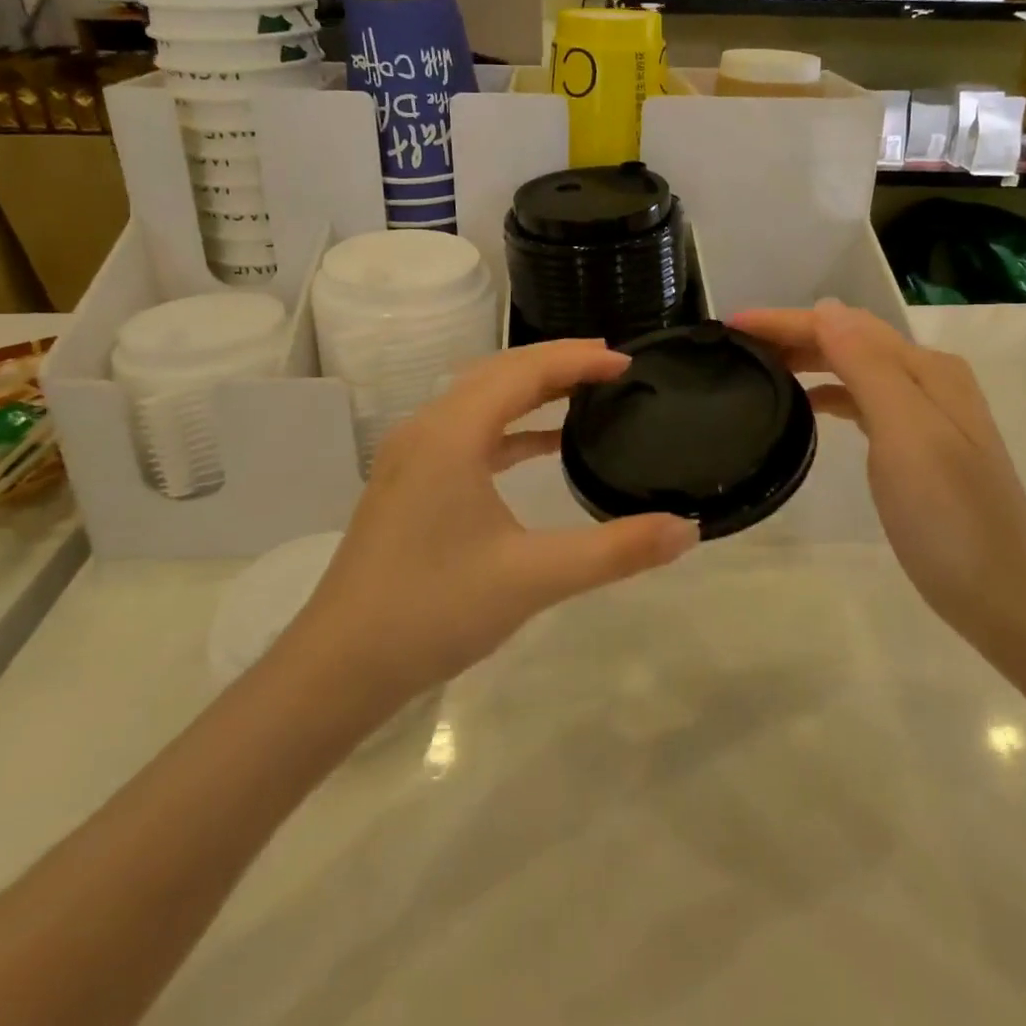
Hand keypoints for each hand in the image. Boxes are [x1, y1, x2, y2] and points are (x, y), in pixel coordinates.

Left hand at [282, 339, 700, 707]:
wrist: (339, 666)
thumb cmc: (434, 610)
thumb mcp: (533, 578)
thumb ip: (614, 551)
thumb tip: (686, 529)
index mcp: (452, 433)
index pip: (524, 371)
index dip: (578, 359)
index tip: (628, 362)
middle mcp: (427, 429)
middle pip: (499, 373)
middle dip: (557, 363)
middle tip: (612, 367)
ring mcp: (413, 455)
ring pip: (480, 399)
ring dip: (531, 390)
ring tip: (584, 393)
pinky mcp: (411, 482)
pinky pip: (468, 432)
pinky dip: (509, 427)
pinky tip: (542, 446)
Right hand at [733, 301, 1025, 639]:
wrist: (1001, 593)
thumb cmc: (948, 514)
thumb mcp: (906, 433)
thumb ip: (867, 366)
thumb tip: (826, 308)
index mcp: (926, 369)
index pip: (844, 326)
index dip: (787, 320)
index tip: (733, 324)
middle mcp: (927, 379)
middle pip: (850, 340)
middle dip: (793, 334)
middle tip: (736, 344)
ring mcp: (925, 413)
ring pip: (854, 368)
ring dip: (808, 358)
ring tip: (760, 366)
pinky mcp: (916, 445)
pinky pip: (863, 400)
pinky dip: (829, 392)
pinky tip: (807, 405)